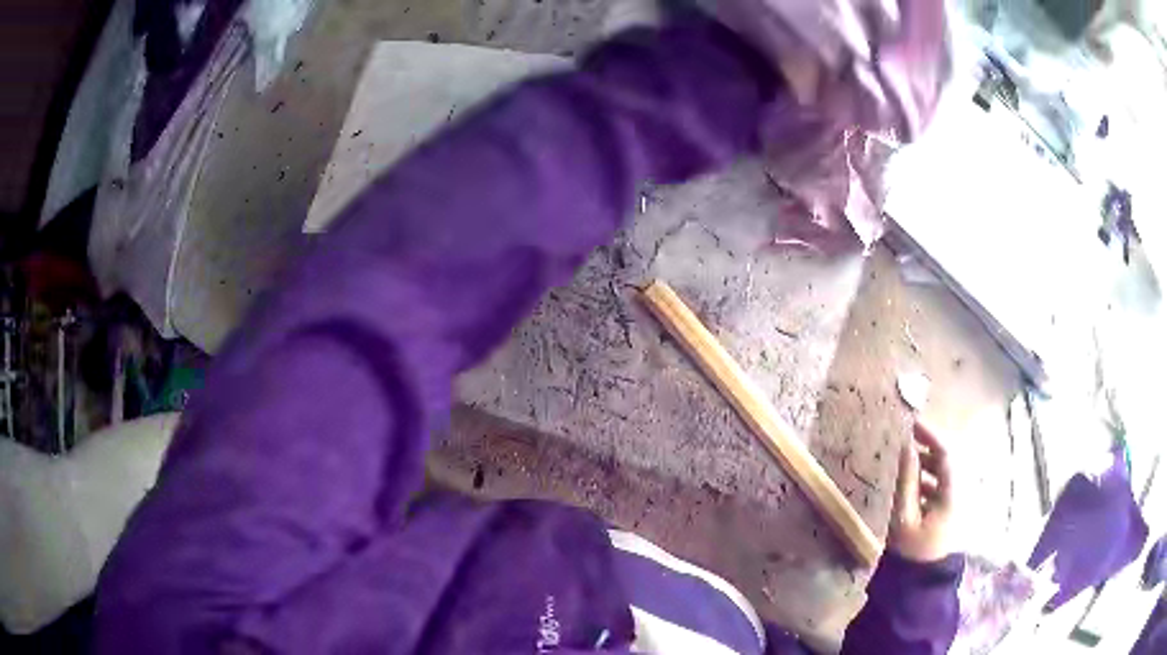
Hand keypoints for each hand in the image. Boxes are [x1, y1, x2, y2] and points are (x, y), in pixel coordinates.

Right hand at [889, 420, 955, 562]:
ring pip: (945, 472)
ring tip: (906, 461)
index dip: (931, 434)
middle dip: (929, 447)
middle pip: (949, 460)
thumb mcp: (904, 517)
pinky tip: (912, 484)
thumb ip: (907, 481)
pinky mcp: (951, 511)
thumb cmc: (912, 551)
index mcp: (953, 493)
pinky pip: (942, 485)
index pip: (947, 453)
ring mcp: (957, 502)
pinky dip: (928, 478)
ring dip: (927, 463)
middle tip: (907, 438)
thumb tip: (907, 447)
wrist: (920, 583)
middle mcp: (961, 492)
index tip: (912, 422)